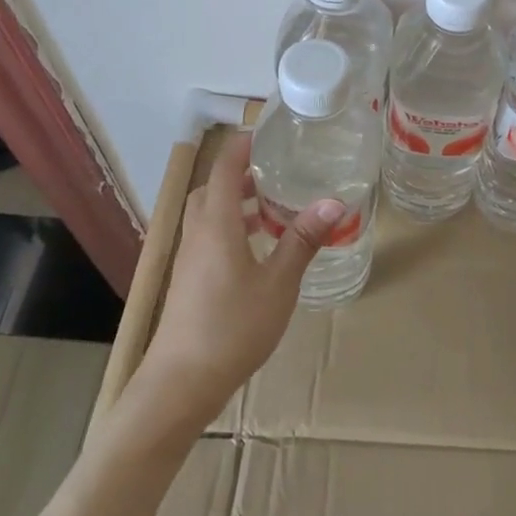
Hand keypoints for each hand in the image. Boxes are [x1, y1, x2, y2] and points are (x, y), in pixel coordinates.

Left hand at [137, 133, 345, 420]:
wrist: (181, 382)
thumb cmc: (233, 327)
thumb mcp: (279, 283)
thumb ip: (302, 240)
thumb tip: (334, 202)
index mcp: (215, 223)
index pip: (223, 167)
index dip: (243, 145)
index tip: (269, 133)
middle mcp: (197, 233)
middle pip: (211, 188)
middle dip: (240, 174)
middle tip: (276, 171)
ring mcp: (189, 258)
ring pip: (208, 214)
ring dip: (234, 202)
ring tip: (272, 207)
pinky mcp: (188, 280)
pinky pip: (208, 237)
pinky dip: (230, 228)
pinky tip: (258, 250)